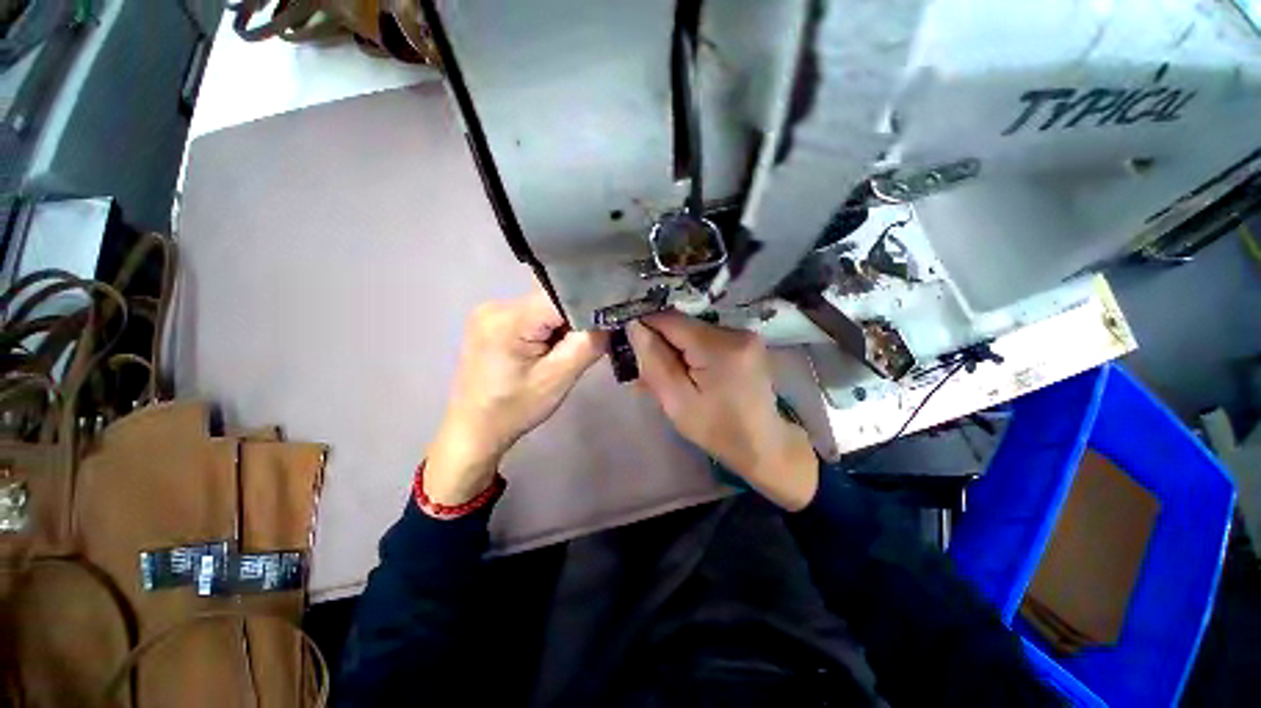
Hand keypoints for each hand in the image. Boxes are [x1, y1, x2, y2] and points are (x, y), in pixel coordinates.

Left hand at [426, 290, 607, 503]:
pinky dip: (549, 329)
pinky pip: (533, 314)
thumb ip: (588, 344)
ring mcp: (491, 311)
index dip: (588, 308)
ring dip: (562, 326)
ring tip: (562, 353)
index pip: (562, 296)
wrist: (475, 429)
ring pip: (546, 306)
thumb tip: (609, 318)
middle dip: (575, 320)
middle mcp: (497, 305)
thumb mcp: (559, 379)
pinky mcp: (493, 320)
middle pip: (553, 299)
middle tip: (584, 346)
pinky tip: (547, 350)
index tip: (606, 326)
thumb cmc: (515, 409)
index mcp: (509, 319)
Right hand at [627, 312, 818, 510]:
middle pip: (681, 324)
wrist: (762, 443)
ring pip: (691, 331)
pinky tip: (681, 372)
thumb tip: (633, 325)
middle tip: (641, 369)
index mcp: (720, 347)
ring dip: (672, 348)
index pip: (670, 319)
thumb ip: (654, 361)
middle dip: (657, 342)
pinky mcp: (743, 340)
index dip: (643, 325)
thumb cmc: (717, 430)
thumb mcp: (677, 402)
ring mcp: (743, 333)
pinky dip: (688, 352)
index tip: (623, 341)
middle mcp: (735, 331)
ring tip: (662, 376)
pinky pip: (704, 338)